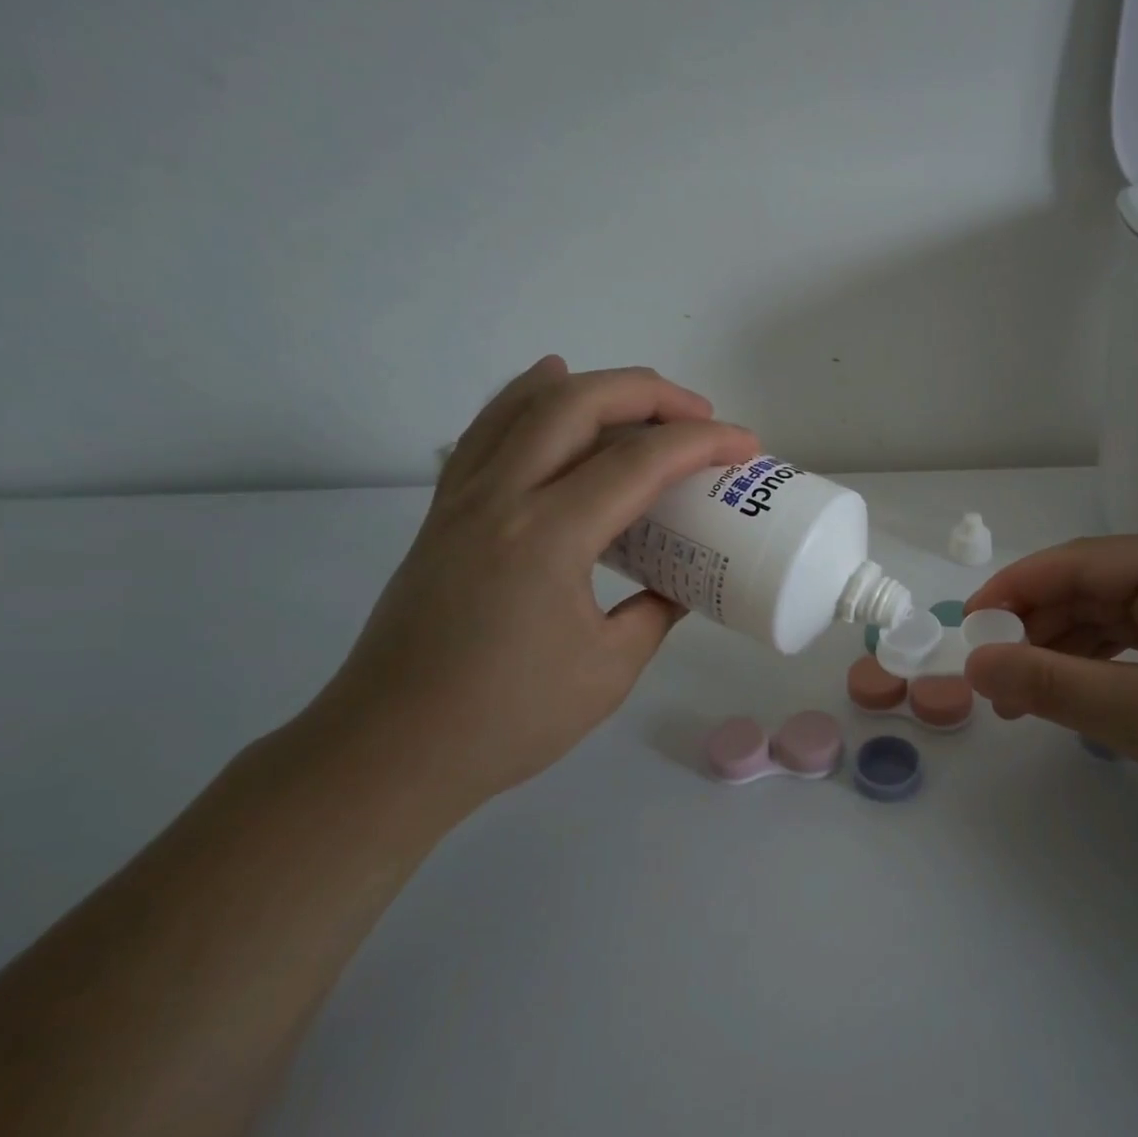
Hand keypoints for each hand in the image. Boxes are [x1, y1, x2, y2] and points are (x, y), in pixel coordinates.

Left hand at [297, 357, 757, 809]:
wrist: (391, 750)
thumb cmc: (508, 719)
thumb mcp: (610, 670)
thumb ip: (655, 614)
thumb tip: (679, 585)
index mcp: (548, 538)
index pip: (639, 462)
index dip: (703, 443)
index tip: (746, 446)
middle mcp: (500, 499)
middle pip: (577, 403)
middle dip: (650, 393)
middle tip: (700, 415)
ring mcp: (462, 500)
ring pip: (524, 404)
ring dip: (591, 386)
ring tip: (640, 399)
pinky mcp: (442, 514)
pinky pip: (487, 431)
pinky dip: (526, 398)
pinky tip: (548, 389)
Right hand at [963, 534, 1137, 836]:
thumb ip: (1051, 684)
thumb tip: (975, 664)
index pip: (1075, 562)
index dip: (1012, 591)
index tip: (965, 628)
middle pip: (1092, 586)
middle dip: (1037, 630)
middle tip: (994, 680)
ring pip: (1112, 614)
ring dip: (1065, 651)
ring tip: (1025, 699)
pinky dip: (1101, 663)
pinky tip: (1076, 693)